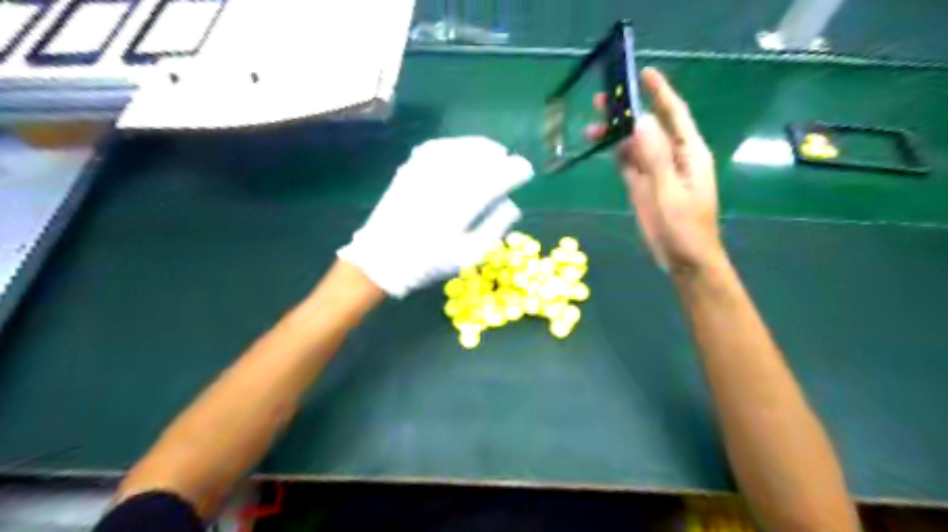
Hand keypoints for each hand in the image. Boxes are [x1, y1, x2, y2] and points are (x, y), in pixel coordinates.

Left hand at [342, 136, 530, 296]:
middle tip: (508, 163)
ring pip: (462, 146)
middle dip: (500, 157)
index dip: (516, 170)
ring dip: (480, 147)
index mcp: (463, 204)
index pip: (499, 175)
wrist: (381, 258)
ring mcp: (426, 170)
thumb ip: (495, 227)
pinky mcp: (410, 167)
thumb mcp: (468, 254)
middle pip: (482, 155)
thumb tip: (512, 204)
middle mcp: (446, 180)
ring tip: (491, 154)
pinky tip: (461, 153)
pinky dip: (456, 146)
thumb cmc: (428, 262)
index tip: (525, 172)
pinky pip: (439, 147)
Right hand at [589, 67, 728, 274]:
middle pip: (649, 127)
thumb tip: (641, 120)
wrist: (683, 259)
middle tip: (601, 100)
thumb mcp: (670, 191)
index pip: (674, 114)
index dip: (660, 92)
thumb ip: (656, 157)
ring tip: (591, 128)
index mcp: (689, 153)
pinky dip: (615, 153)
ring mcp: (656, 172)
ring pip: (634, 144)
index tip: (644, 72)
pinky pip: (628, 163)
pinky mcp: (642, 186)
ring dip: (615, 135)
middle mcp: (672, 157)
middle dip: (628, 112)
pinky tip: (600, 146)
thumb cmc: (685, 227)